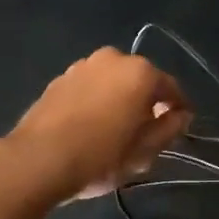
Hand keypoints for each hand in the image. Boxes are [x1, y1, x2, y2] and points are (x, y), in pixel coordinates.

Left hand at [8, 48, 192, 201]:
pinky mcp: (59, 79)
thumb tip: (181, 115)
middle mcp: (113, 58)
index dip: (179, 109)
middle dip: (146, 101)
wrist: (37, 160)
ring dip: (119, 98)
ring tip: (116, 129)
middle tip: (146, 132)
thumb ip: (169, 128)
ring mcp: (82, 65)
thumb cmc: (99, 157)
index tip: (180, 127)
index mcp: (140, 73)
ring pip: (113, 81)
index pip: (171, 88)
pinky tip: (90, 125)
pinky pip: (90, 86)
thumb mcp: (143, 151)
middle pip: (140, 80)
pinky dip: (96, 100)